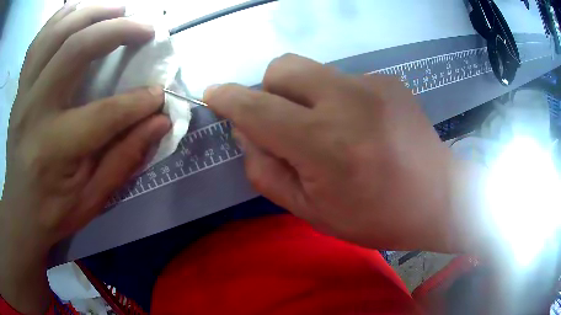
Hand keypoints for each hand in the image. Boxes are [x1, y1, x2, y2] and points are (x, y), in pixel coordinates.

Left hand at [0, 5, 169, 313]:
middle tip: (144, 28)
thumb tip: (160, 122)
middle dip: (117, 31)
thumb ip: (124, 159)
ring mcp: (24, 93)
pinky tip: (79, 11)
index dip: (138, 102)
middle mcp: (35, 111)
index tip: (160, 93)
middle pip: (74, 50)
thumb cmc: (54, 212)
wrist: (19, 212)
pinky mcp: (21, 87)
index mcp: (54, 149)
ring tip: (118, 9)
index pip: (104, 114)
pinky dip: (61, 17)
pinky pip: (39, 40)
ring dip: (91, 12)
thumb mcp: (92, 200)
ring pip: (56, 33)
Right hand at [204, 54, 477, 252]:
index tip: (213, 94)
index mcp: (324, 143)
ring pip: (312, 70)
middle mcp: (347, 100)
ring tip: (329, 129)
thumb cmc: (376, 217)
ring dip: (303, 95)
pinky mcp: (388, 81)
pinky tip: (359, 126)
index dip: (229, 99)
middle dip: (269, 90)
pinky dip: (335, 98)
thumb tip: (247, 135)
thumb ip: (267, 172)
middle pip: (283, 67)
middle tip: (283, 122)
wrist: (438, 199)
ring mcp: (372, 84)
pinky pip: (342, 79)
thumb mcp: (311, 212)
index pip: (257, 107)